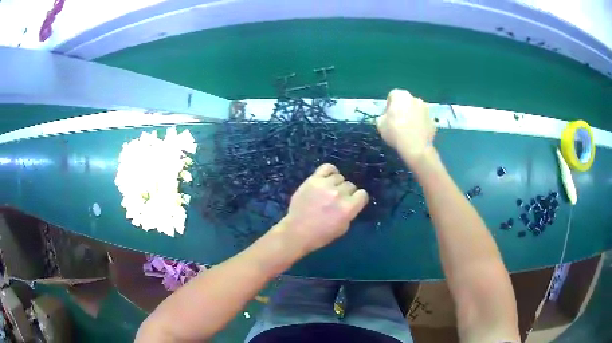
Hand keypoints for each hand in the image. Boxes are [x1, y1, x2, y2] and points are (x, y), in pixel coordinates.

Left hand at [276, 164, 368, 253]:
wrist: (297, 232)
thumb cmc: (321, 235)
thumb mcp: (343, 228)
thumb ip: (350, 212)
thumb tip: (351, 202)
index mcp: (348, 208)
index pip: (363, 194)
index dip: (358, 199)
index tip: (353, 203)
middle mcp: (339, 194)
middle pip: (351, 185)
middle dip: (347, 193)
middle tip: (337, 200)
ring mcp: (325, 185)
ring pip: (339, 177)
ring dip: (337, 184)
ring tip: (329, 191)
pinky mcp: (313, 179)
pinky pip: (327, 167)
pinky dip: (330, 171)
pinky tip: (328, 178)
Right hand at [376, 89, 436, 164]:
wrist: (416, 148)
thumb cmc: (395, 133)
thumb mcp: (380, 124)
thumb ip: (383, 117)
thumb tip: (386, 117)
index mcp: (401, 96)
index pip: (392, 95)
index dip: (388, 106)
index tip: (388, 116)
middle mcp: (415, 98)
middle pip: (405, 102)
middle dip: (402, 109)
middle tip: (397, 122)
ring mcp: (426, 109)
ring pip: (416, 110)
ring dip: (412, 116)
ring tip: (408, 129)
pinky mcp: (433, 120)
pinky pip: (424, 120)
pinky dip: (421, 125)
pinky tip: (416, 135)